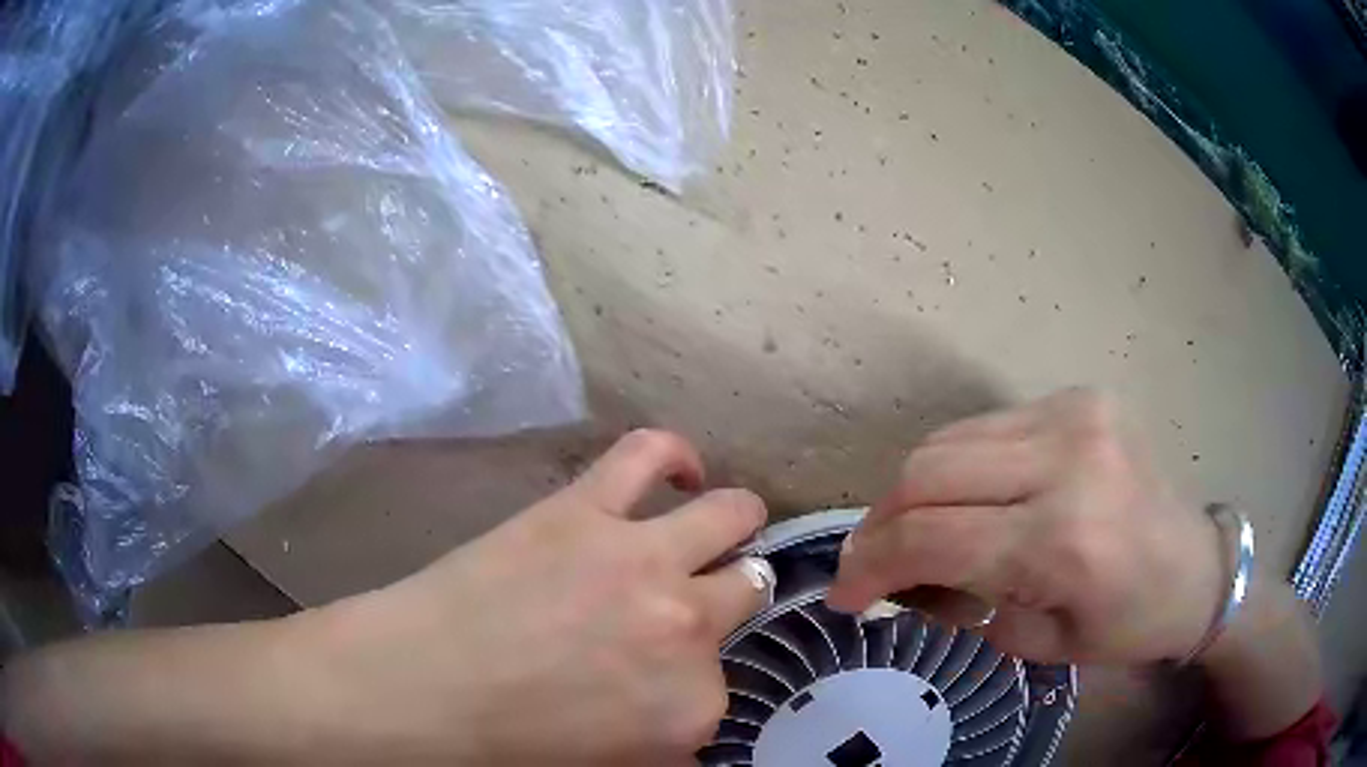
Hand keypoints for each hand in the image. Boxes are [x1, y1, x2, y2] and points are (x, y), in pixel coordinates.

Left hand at [303, 430, 769, 765]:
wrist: (420, 688)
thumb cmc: (507, 745)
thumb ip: (668, 739)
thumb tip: (681, 706)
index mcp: (694, 707)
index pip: (723, 688)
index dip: (690, 684)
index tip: (660, 684)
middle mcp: (688, 627)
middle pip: (747, 592)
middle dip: (731, 599)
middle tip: (698, 602)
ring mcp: (643, 559)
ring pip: (733, 516)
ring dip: (737, 523)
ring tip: (725, 527)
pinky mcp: (587, 508)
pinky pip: (650, 453)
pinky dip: (674, 455)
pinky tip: (681, 471)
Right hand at [828, 389, 1224, 664]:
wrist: (1198, 567)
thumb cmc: (1128, 624)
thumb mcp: (1039, 645)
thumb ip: (962, 606)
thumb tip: (906, 576)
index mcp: (1063, 539)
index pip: (929, 537)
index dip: (869, 567)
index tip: (844, 596)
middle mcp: (1066, 459)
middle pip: (925, 472)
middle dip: (880, 525)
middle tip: (874, 565)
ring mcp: (1074, 413)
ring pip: (947, 442)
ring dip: (914, 493)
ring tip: (918, 535)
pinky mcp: (1077, 397)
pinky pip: (984, 429)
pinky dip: (957, 469)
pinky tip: (969, 501)